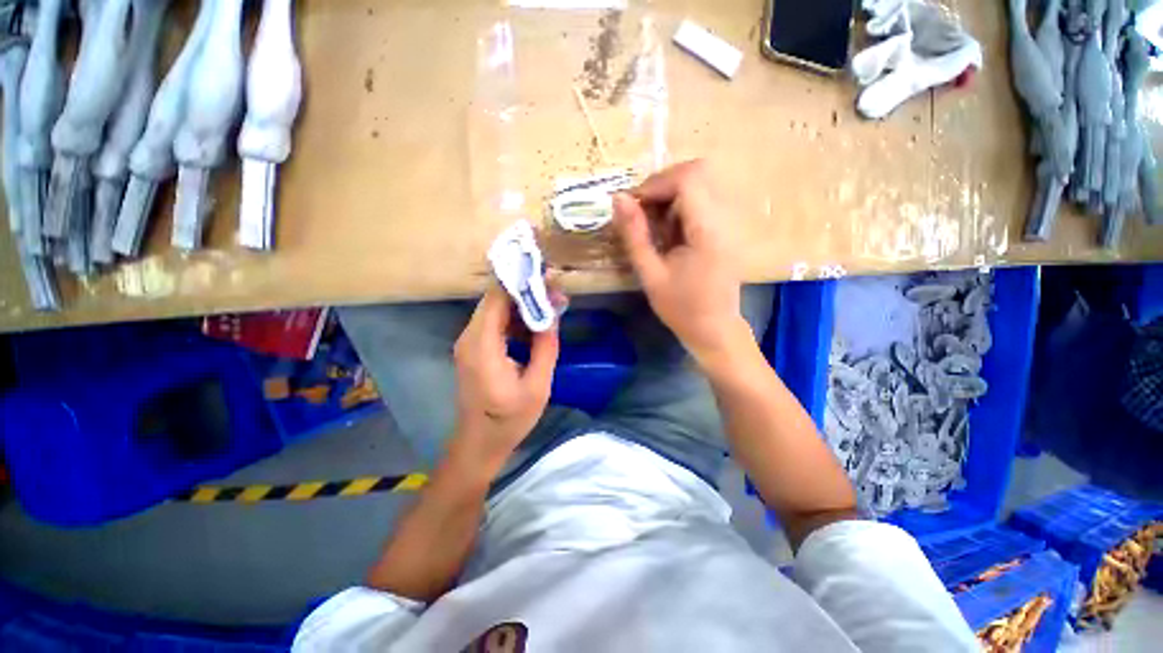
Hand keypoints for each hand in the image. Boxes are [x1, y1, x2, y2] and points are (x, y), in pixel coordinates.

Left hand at [451, 284, 559, 472]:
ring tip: (550, 307)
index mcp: (483, 345)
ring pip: (495, 310)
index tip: (547, 275)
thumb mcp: (537, 385)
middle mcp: (469, 337)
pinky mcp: (473, 349)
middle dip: (526, 292)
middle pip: (495, 300)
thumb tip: (552, 313)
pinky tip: (534, 327)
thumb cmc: (509, 419)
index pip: (497, 297)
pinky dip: (514, 320)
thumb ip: (546, 346)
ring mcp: (468, 343)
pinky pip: (493, 324)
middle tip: (555, 292)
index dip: (521, 282)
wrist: (478, 444)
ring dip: (522, 306)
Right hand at [614, 159, 746, 363]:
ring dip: (670, 196)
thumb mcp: (650, 274)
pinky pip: (702, 200)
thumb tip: (618, 198)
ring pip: (700, 183)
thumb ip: (634, 235)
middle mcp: (725, 218)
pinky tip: (668, 232)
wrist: (714, 329)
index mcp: (708, 230)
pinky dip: (679, 207)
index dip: (655, 184)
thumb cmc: (681, 308)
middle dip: (662, 186)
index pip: (687, 179)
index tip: (632, 206)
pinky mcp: (726, 228)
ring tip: (653, 225)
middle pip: (697, 172)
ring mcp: (729, 221)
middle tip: (641, 212)